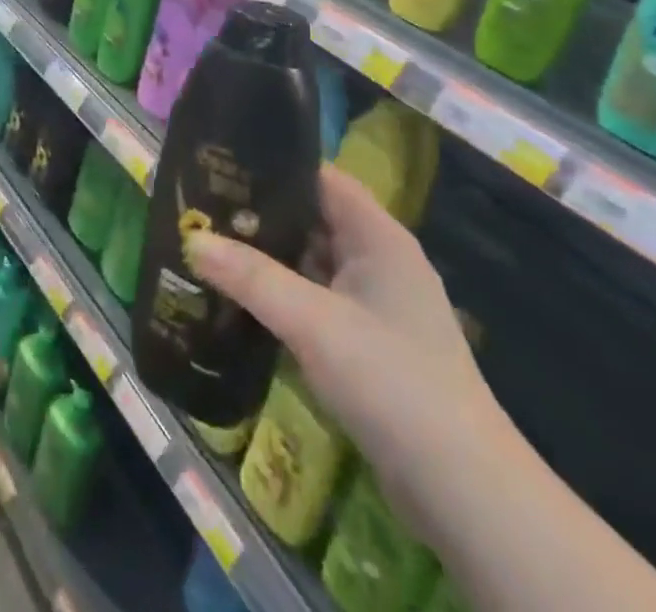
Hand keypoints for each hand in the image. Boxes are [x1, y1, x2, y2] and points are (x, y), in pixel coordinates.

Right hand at [186, 166, 503, 511]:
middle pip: (312, 218)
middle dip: (260, 212)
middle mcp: (378, 260)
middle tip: (200, 204)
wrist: (464, 493)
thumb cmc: (392, 382)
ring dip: (266, 255)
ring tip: (208, 242)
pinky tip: (238, 297)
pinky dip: (280, 294)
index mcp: (378, 237)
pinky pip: (314, 300)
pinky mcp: (366, 343)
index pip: (321, 178)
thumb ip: (251, 278)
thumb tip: (192, 239)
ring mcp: (374, 304)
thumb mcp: (314, 323)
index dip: (275, 165)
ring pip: (311, 262)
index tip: (222, 161)